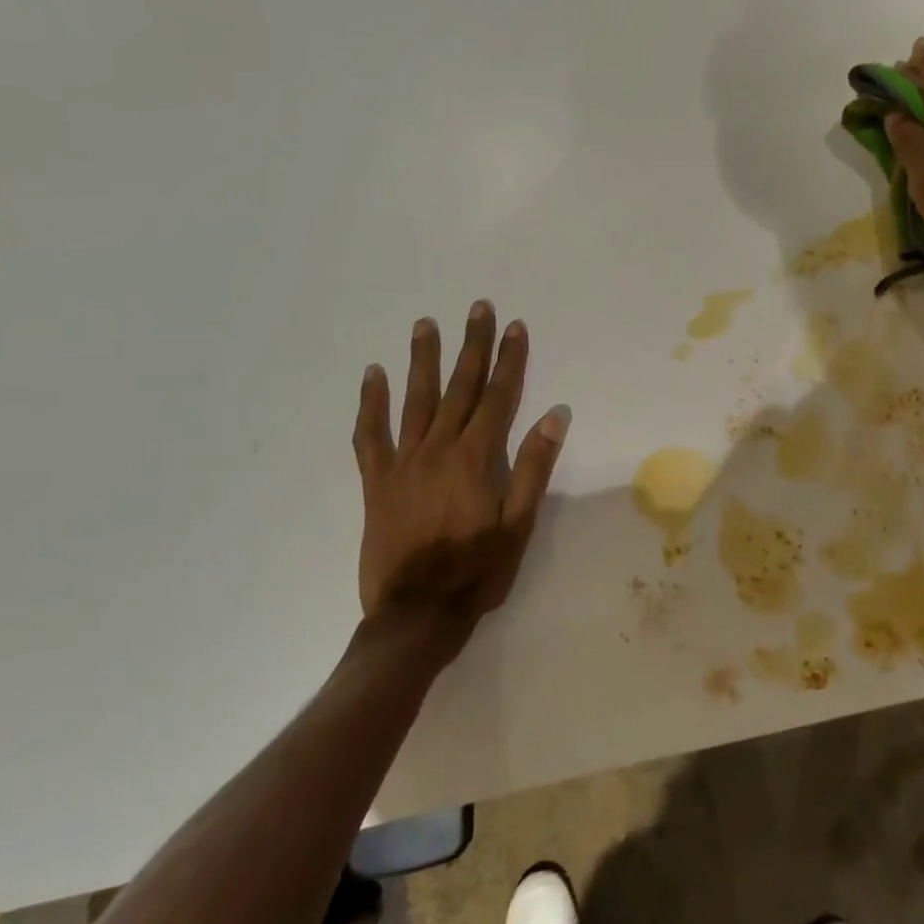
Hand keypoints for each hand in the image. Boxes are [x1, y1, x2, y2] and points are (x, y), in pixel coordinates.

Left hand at [351, 302, 569, 664]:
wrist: (415, 615)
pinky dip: (371, 404)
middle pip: (459, 387)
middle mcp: (438, 449)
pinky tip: (373, 376)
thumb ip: (534, 467)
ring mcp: (403, 463)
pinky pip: (370, 435)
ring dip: (422, 360)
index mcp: (476, 459)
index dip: (510, 360)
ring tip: (425, 324)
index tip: (515, 326)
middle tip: (477, 307)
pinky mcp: (376, 482)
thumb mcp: (519, 524)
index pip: (498, 397)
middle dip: (471, 345)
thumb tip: (554, 416)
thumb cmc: (476, 572)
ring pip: (415, 400)